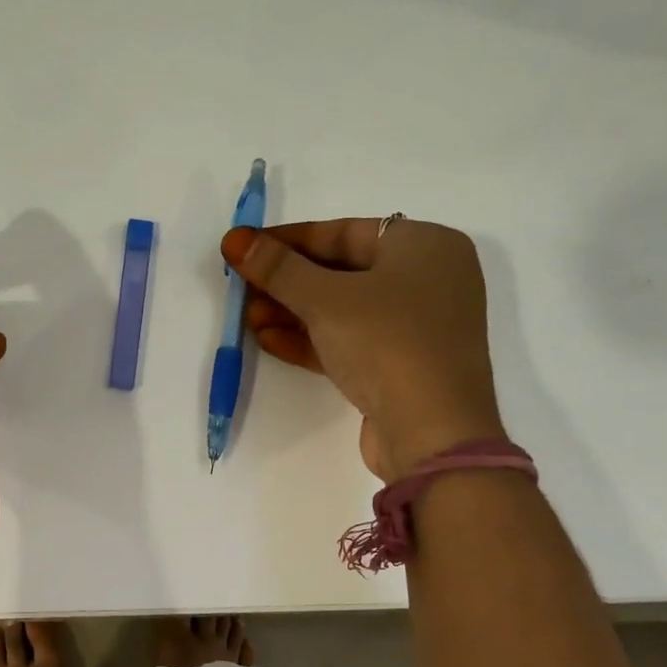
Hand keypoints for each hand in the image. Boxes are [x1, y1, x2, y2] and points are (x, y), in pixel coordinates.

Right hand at [222, 217, 502, 479]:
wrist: (432, 434)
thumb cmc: (387, 343)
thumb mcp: (326, 299)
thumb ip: (278, 268)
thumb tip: (234, 240)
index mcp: (425, 245)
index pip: (343, 232)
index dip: (288, 240)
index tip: (244, 248)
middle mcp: (427, 280)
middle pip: (341, 271)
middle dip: (287, 282)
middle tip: (241, 288)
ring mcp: (416, 327)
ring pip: (343, 310)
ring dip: (292, 313)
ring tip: (247, 317)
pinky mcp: (401, 366)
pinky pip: (350, 341)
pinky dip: (311, 339)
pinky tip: (268, 340)